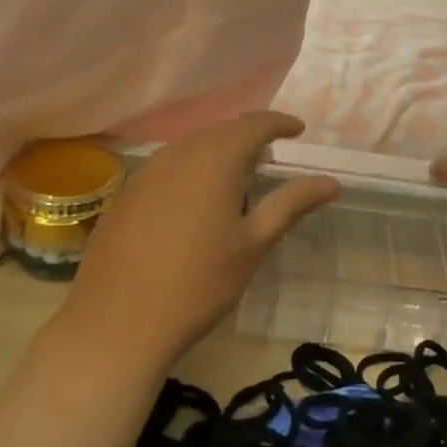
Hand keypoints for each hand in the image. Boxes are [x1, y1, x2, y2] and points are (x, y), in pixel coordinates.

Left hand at [49, 112, 338, 376]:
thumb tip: (330, 181)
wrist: (116, 323)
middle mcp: (178, 154)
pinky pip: (167, 166)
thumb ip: (291, 204)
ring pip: (191, 146)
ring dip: (218, 150)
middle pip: (220, 131)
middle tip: (271, 153)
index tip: (298, 130)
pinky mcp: (126, 194)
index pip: (253, 124)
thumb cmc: (198, 283)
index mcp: (215, 159)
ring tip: (237, 174)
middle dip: (248, 135)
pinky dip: (191, 168)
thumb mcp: (254, 244)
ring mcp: (146, 173)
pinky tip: (195, 198)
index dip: (278, 123)